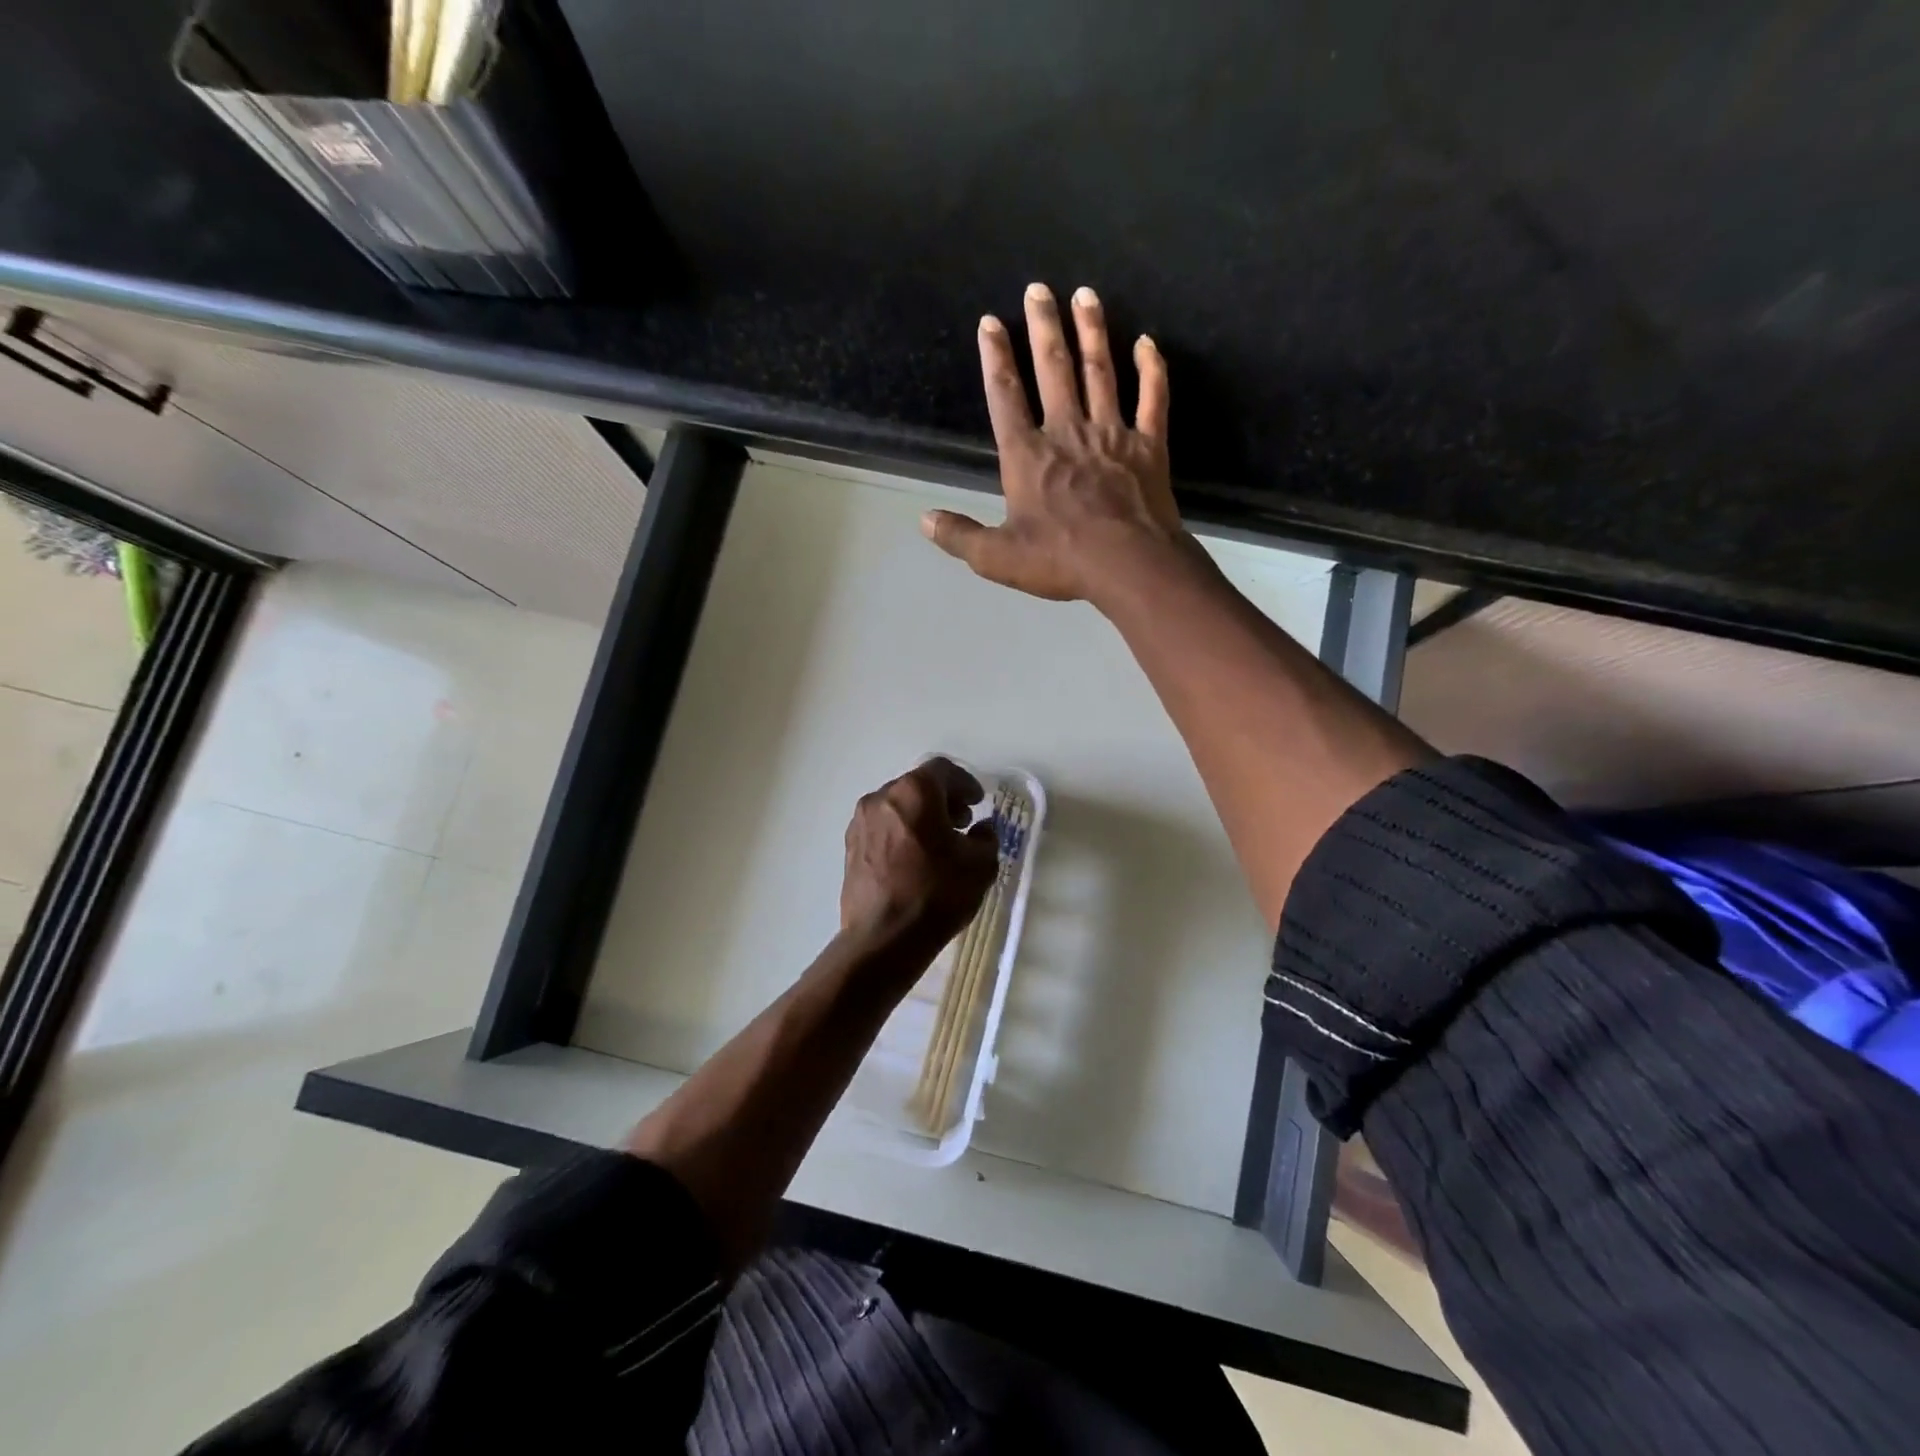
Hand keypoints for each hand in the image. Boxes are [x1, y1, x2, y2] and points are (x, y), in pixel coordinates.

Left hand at [840, 757, 998, 953]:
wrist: (883, 938)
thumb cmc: (937, 894)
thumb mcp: (980, 865)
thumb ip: (986, 838)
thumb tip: (980, 830)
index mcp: (915, 791)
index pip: (943, 770)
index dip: (965, 783)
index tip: (978, 802)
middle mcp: (882, 797)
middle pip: (917, 786)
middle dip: (942, 800)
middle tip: (962, 823)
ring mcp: (860, 822)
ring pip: (897, 807)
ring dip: (920, 817)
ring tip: (939, 845)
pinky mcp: (850, 847)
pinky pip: (882, 828)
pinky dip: (901, 833)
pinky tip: (915, 860)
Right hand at [921, 282, 1187, 605]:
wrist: (1129, 565)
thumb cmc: (1060, 560)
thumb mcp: (997, 557)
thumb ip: (960, 536)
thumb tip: (924, 520)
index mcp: (1027, 456)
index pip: (1005, 397)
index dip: (995, 358)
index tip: (991, 322)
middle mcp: (1067, 432)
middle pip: (1054, 369)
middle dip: (1043, 327)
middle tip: (1039, 288)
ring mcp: (1111, 434)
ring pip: (1100, 372)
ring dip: (1092, 331)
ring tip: (1085, 295)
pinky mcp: (1149, 446)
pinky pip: (1153, 398)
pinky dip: (1152, 370)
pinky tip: (1148, 343)